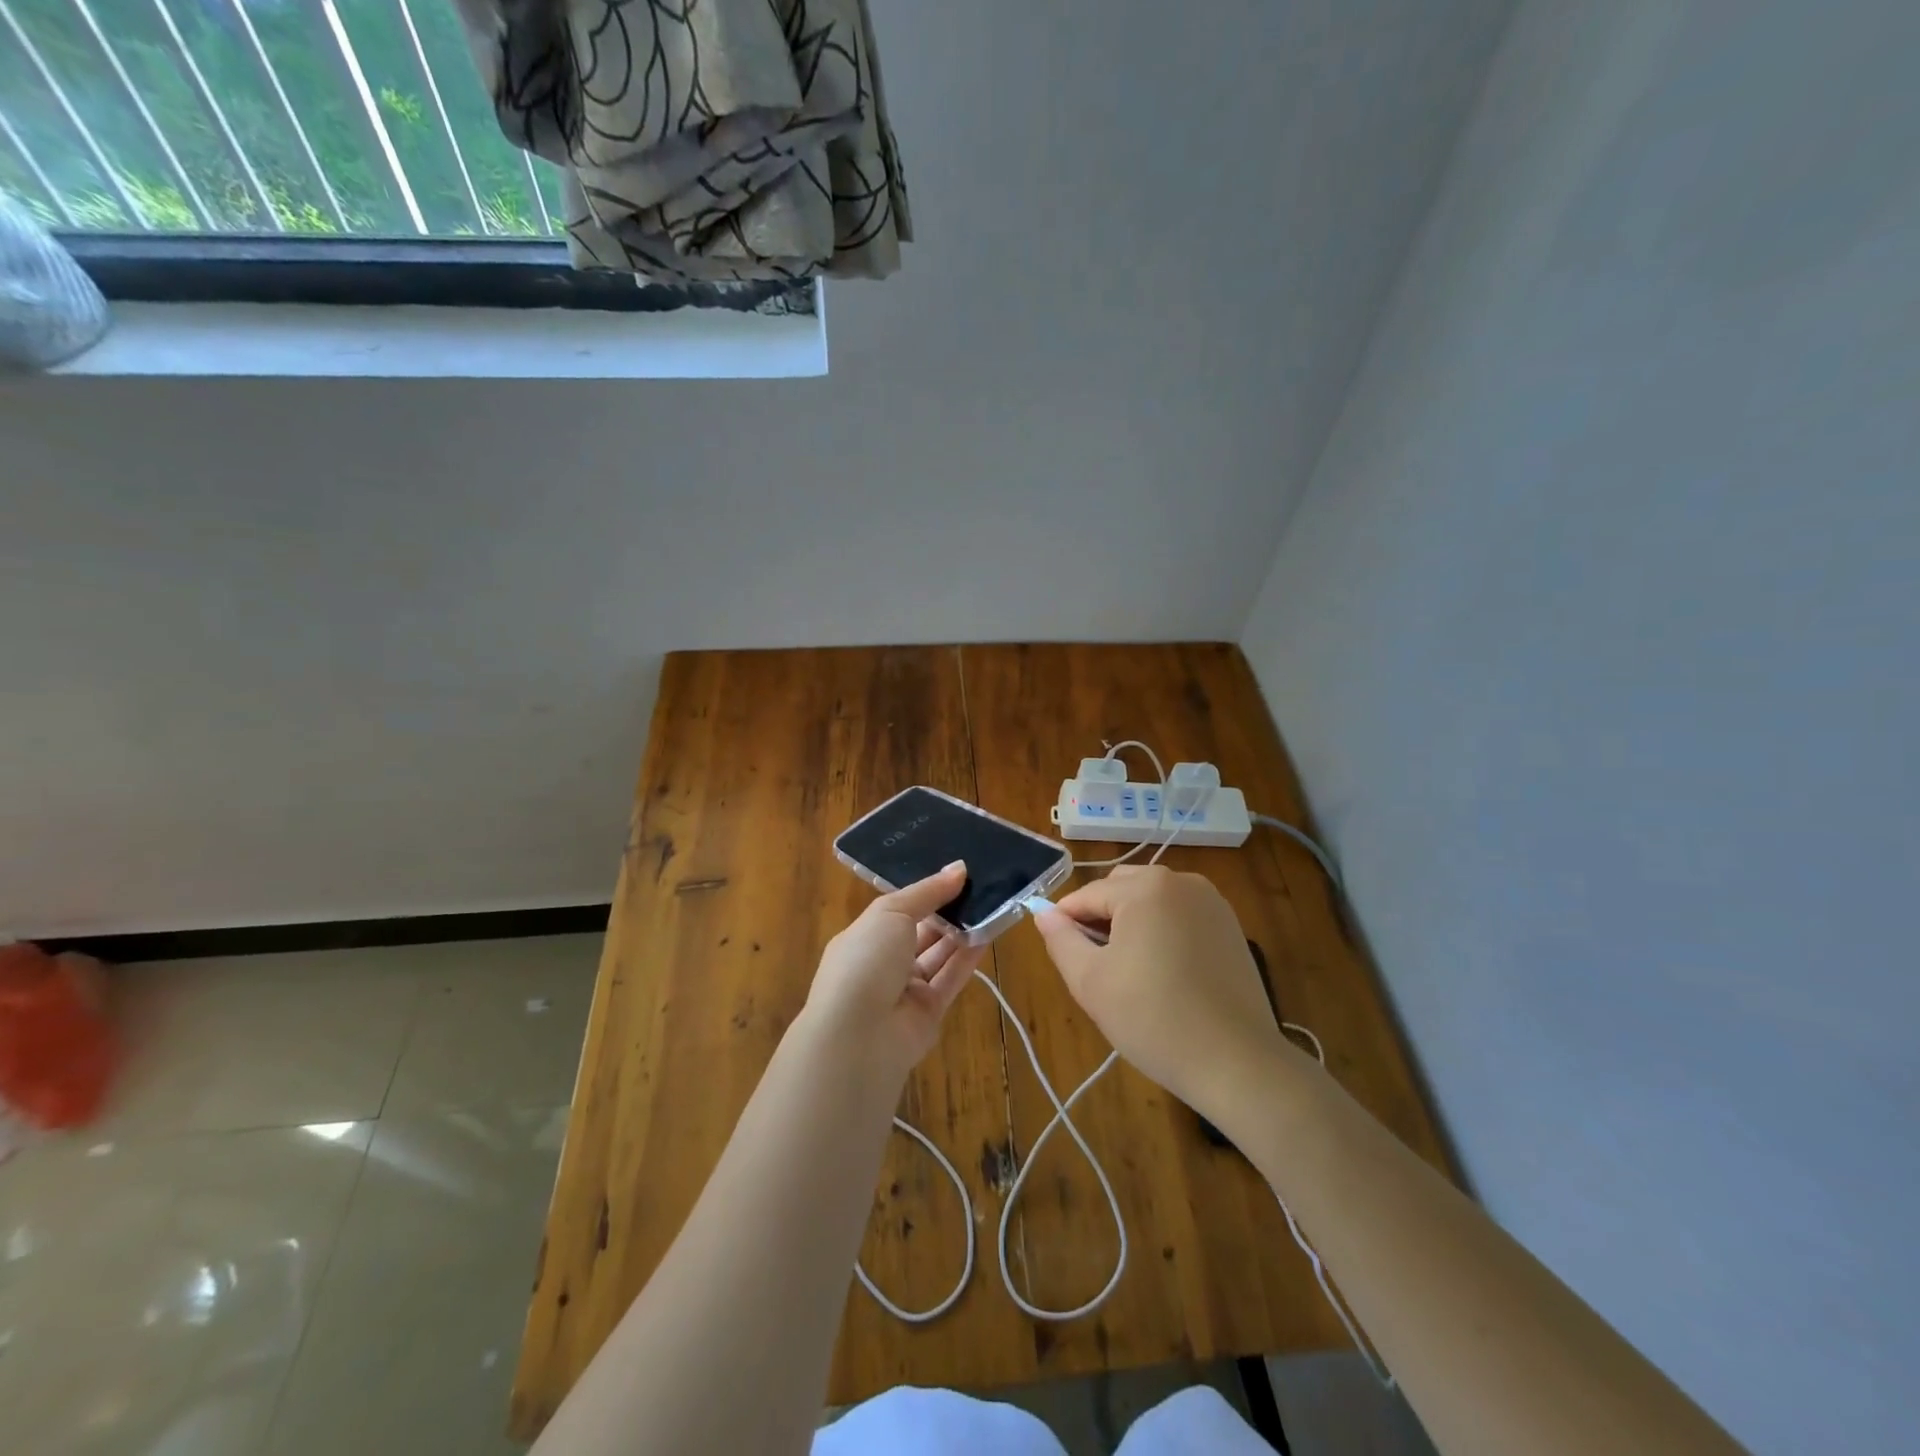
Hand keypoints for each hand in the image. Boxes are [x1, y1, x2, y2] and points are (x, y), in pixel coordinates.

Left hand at [805, 861, 987, 1079]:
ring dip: (962, 932)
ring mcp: (905, 989)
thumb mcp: (891, 913)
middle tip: (982, 886)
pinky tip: (989, 934)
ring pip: (939, 955)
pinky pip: (951, 978)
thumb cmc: (866, 961)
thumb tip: (959, 868)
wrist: (858, 1035)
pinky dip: (968, 958)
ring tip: (992, 905)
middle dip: (948, 911)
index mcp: (864, 936)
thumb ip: (927, 892)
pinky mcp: (928, 1012)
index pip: (899, 909)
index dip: (926, 892)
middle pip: (921, 932)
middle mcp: (883, 962)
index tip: (957, 873)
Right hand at [1033, 865, 1287, 1120]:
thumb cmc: (1153, 1018)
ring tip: (1131, 972)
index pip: (1087, 895)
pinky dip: (1163, 932)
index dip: (1066, 922)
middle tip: (1097, 966)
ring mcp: (1212, 902)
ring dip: (1133, 923)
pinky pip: (1181, 916)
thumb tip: (1044, 913)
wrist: (1237, 1062)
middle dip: (1101, 918)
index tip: (1061, 956)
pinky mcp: (1230, 927)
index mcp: (1145, 887)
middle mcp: (1181, 881)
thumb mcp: (1090, 981)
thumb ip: (1061, 939)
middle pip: (1121, 888)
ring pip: (1152, 901)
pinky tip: (1165, 974)